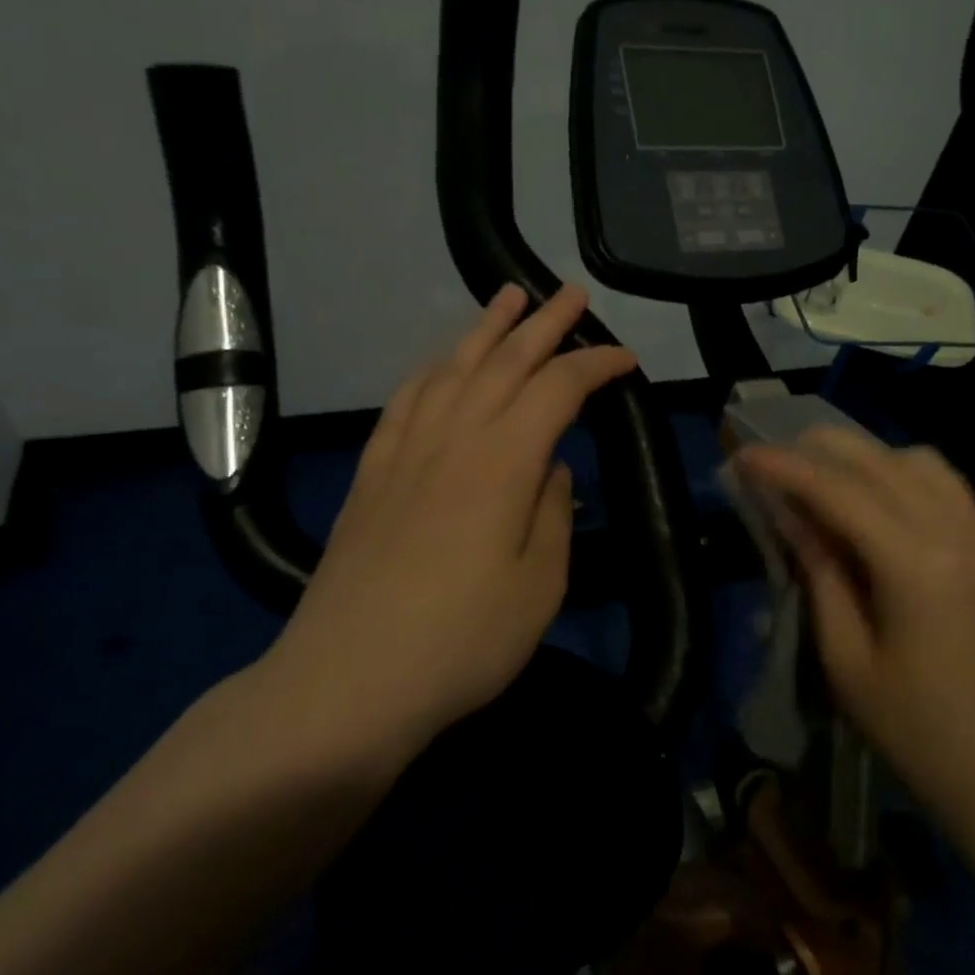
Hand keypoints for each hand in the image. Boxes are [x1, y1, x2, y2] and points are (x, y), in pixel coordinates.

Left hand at [255, 283, 636, 765]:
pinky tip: (441, 364)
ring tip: (507, 298)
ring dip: (485, 330)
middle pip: (504, 361)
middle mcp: (453, 438)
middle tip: (571, 293)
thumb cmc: (461, 643)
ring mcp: (405, 452)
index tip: (627, 360)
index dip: (596, 366)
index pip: (558, 390)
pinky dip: (431, 371)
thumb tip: (551, 469)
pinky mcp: (372, 474)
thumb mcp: (538, 587)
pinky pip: (406, 401)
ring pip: (452, 369)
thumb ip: (553, 514)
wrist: (347, 681)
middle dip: (544, 323)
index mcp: (503, 462)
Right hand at [736, 428, 974, 830]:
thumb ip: (820, 575)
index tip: (744, 456)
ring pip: (924, 463)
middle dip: (822, 448)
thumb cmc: (919, 735)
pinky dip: (906, 477)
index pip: (839, 491)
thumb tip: (792, 517)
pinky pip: (951, 490)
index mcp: (917, 566)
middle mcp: (959, 535)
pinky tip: (880, 504)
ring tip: (828, 477)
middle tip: (777, 457)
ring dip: (869, 458)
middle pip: (882, 461)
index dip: (785, 468)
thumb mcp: (848, 661)